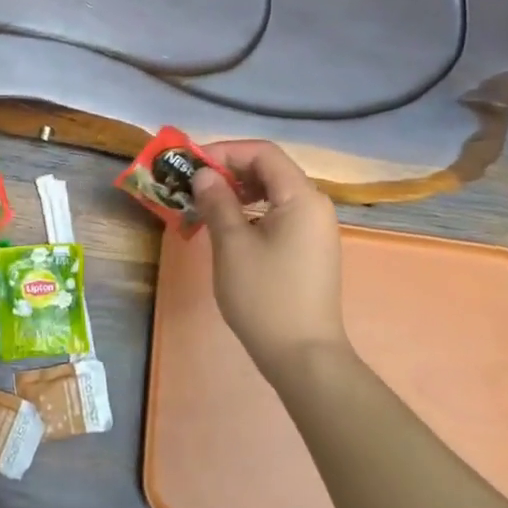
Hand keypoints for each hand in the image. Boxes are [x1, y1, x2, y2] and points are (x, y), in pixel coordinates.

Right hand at [191, 140, 346, 380]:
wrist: (303, 356)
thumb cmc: (265, 296)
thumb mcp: (232, 245)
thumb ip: (217, 202)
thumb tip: (204, 175)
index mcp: (302, 197)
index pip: (263, 153)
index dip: (225, 151)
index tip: (192, 164)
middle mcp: (315, 205)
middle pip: (270, 170)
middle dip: (229, 170)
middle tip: (194, 184)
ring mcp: (315, 229)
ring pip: (274, 193)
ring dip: (238, 191)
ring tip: (206, 205)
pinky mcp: (310, 249)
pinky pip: (279, 214)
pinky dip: (252, 211)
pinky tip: (228, 227)